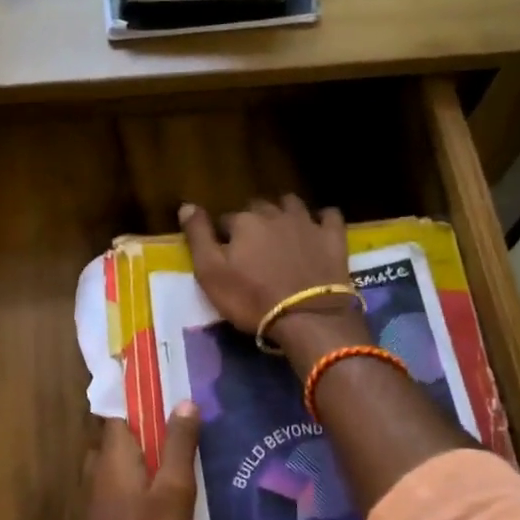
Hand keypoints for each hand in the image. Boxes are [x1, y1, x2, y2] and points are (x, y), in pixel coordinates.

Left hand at [73, 407, 201, 519]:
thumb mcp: (173, 491)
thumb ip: (179, 445)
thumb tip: (184, 400)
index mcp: (114, 453)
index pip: (120, 412)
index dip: (141, 401)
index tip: (165, 393)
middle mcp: (97, 468)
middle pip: (121, 439)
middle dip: (146, 433)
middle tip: (181, 432)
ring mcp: (93, 497)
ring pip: (120, 466)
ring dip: (143, 462)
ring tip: (178, 465)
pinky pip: (119, 490)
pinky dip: (138, 487)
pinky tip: (161, 500)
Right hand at [179, 197, 356, 345]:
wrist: (307, 316)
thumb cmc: (251, 298)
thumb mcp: (211, 273)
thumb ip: (198, 237)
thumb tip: (186, 205)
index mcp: (243, 222)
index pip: (226, 220)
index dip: (223, 235)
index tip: (225, 252)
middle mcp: (274, 214)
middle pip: (258, 207)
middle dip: (253, 220)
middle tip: (252, 244)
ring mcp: (307, 223)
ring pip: (292, 204)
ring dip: (284, 211)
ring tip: (281, 229)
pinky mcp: (333, 237)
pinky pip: (329, 215)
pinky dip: (322, 218)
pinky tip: (319, 227)